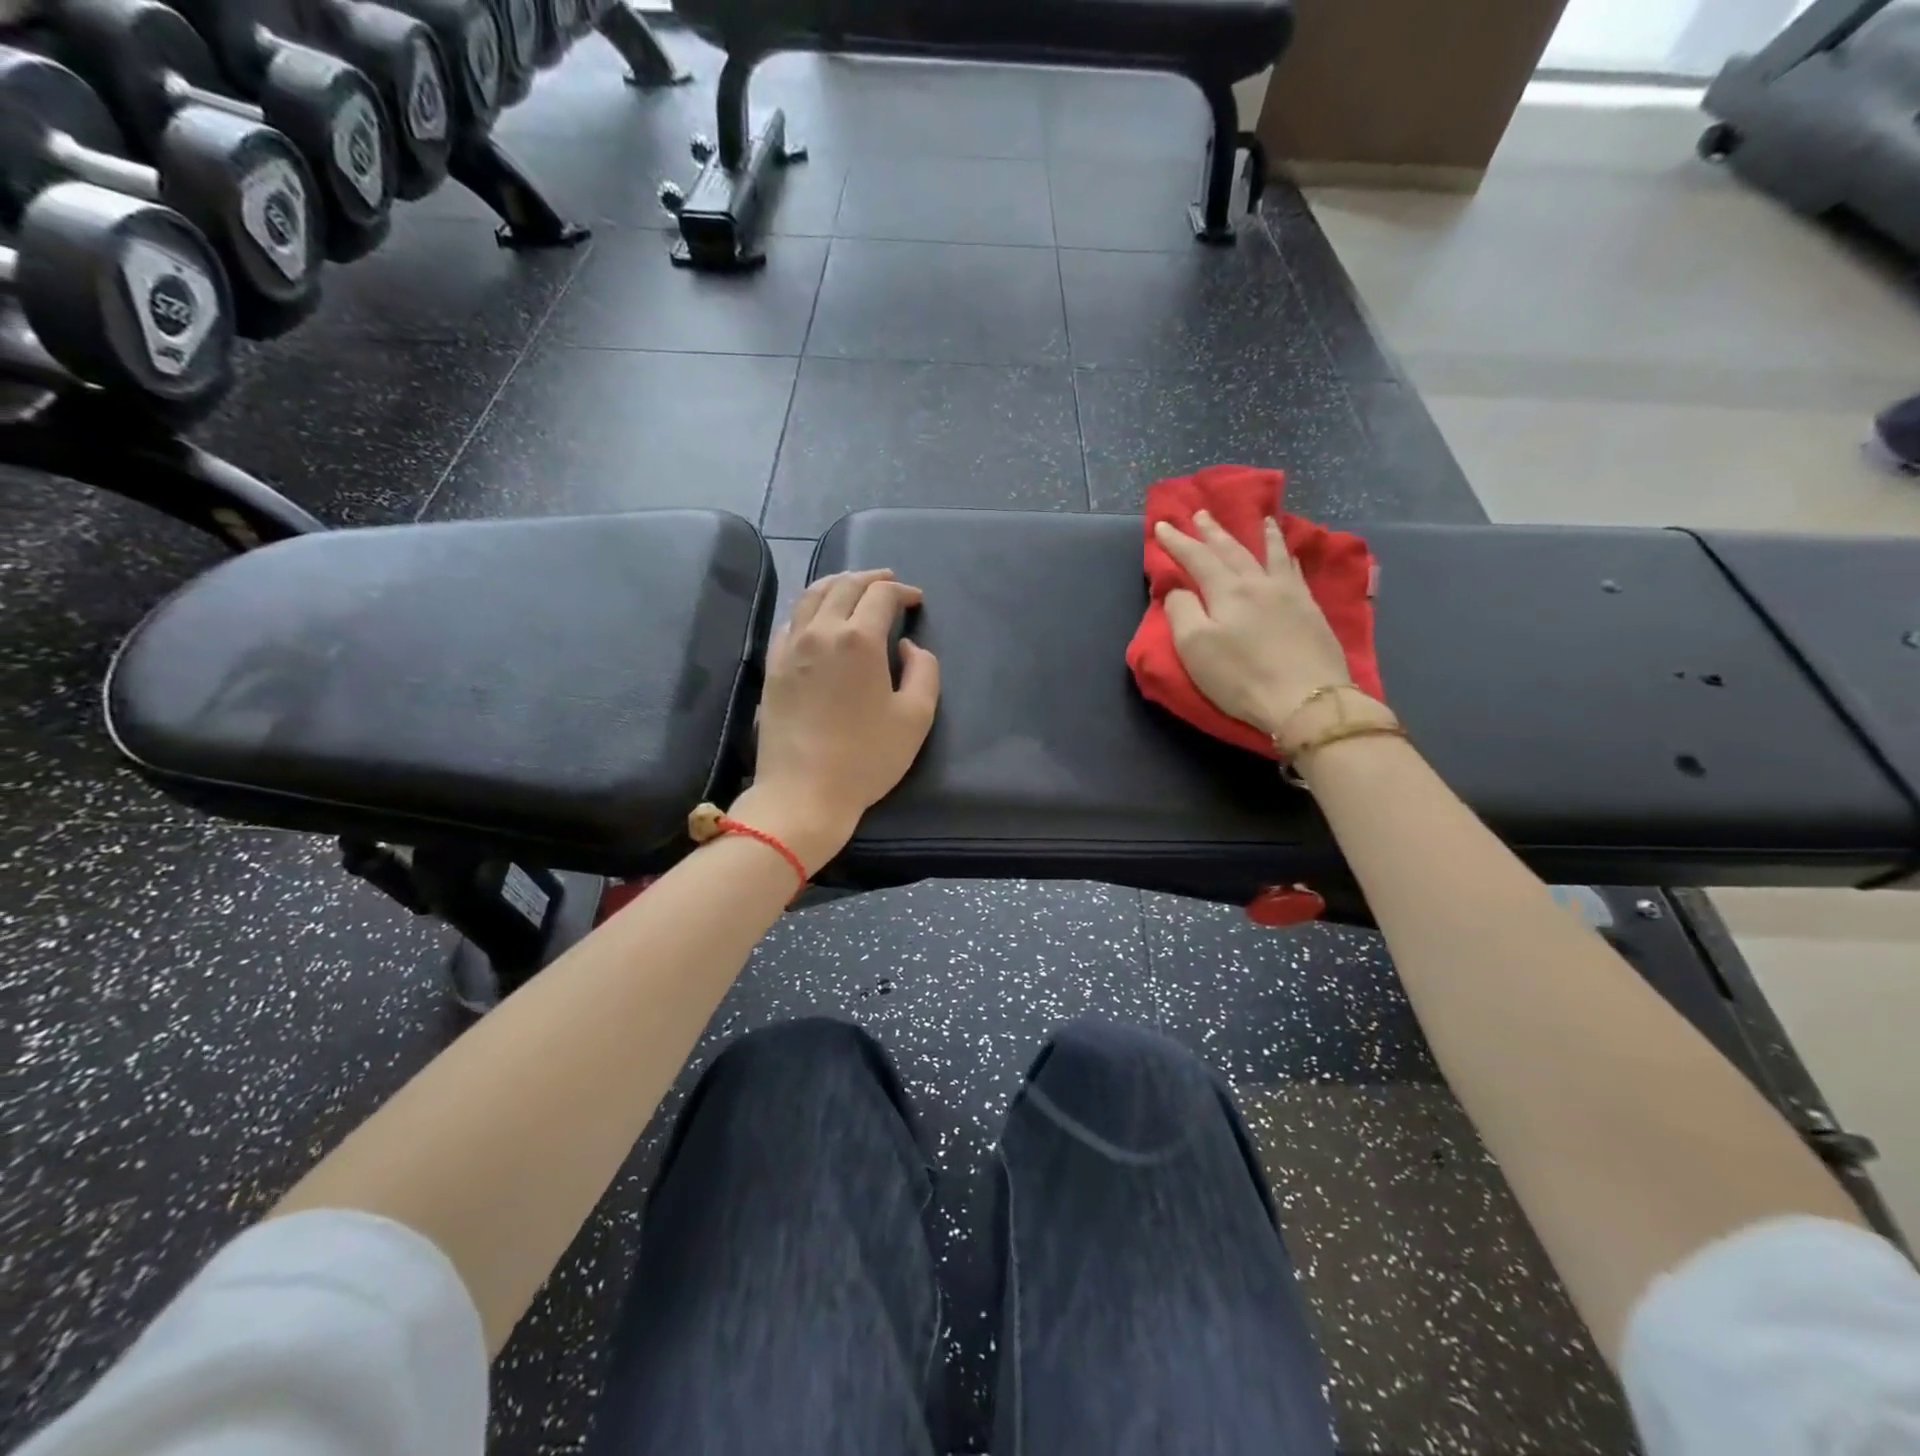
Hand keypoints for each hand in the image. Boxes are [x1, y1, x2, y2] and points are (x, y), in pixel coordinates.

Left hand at [734, 569, 940, 873]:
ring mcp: (791, 647)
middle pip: (844, 585)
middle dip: (870, 578)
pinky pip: (791, 620)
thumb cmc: (867, 758)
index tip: (916, 600)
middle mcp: (821, 631)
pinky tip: (818, 617)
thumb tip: (906, 646)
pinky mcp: (773, 666)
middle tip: (888, 582)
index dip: (902, 590)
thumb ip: (923, 671)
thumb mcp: (916, 717)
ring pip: (811, 595)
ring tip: (853, 587)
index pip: (881, 595)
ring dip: (837, 584)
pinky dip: (810, 607)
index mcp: (859, 639)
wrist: (804, 791)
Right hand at [1154, 511, 1354, 736]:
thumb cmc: (1241, 677)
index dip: (1177, 542)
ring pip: (1271, 554)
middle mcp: (1258, 583)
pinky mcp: (1311, 611)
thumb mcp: (1195, 648)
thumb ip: (1181, 612)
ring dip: (1261, 534)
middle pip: (1232, 550)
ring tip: (1261, 518)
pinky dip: (1288, 556)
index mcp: (1227, 591)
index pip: (1196, 558)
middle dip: (1213, 532)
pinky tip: (1290, 554)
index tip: (1162, 526)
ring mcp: (1290, 594)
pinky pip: (1296, 571)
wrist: (1307, 699)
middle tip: (1201, 513)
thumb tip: (1177, 589)